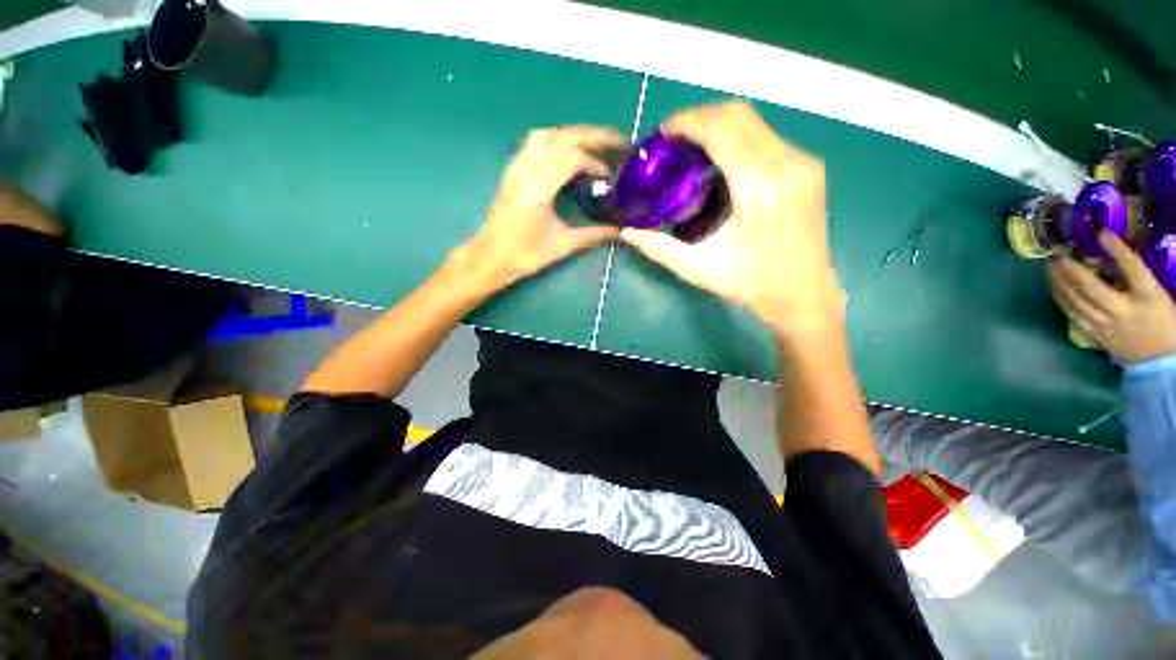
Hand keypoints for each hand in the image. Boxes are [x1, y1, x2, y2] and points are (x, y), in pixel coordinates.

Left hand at [455, 126, 623, 293]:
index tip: (610, 177)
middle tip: (618, 140)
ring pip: (546, 134)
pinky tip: (568, 151)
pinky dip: (557, 139)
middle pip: (562, 137)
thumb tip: (619, 230)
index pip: (572, 158)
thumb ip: (593, 234)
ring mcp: (516, 167)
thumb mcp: (562, 245)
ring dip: (574, 133)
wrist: (490, 257)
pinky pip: (534, 143)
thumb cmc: (525, 255)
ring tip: (595, 142)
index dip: (596, 162)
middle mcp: (526, 170)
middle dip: (593, 135)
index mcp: (538, 188)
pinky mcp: (512, 171)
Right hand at [618, 101, 842, 339]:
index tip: (664, 133)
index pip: (722, 130)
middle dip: (700, 118)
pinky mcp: (809, 168)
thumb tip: (627, 232)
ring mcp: (803, 163)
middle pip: (739, 115)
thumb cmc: (749, 283)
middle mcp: (786, 165)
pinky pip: (768, 137)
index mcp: (759, 188)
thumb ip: (659, 247)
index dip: (689, 122)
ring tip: (693, 149)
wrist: (803, 294)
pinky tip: (722, 161)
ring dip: (719, 127)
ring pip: (755, 122)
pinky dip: (739, 138)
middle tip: (674, 140)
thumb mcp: (698, 268)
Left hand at [1047, 231, 1175, 363]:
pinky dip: (1061, 299)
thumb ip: (1137, 278)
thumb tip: (1115, 253)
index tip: (1102, 233)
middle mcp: (1124, 311)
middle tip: (1057, 254)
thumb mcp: (1157, 295)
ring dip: (1059, 282)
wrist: (1161, 359)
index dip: (1117, 249)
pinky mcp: (1096, 335)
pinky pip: (1073, 314)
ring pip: (1076, 301)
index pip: (1134, 268)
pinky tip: (1054, 288)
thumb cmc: (1163, 321)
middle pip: (1092, 287)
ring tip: (1050, 267)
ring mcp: (1107, 325)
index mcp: (1148, 297)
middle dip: (1071, 269)